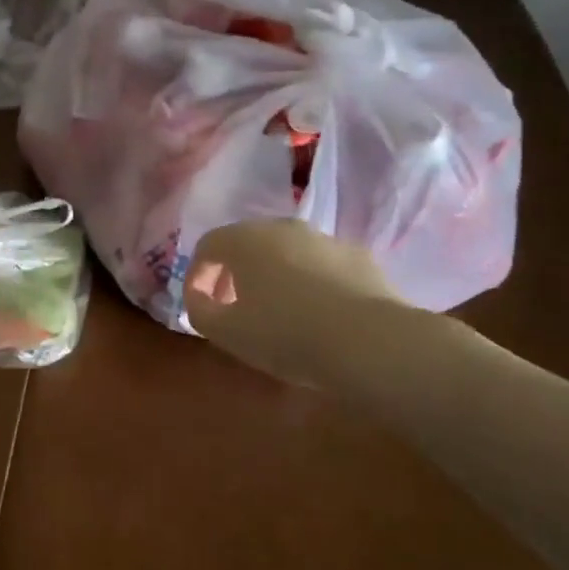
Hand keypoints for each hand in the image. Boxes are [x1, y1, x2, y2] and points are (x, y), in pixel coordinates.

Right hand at [182, 219, 402, 386]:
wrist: (371, 342)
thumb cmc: (285, 333)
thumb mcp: (226, 332)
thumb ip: (199, 311)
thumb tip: (199, 298)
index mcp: (244, 239)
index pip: (207, 247)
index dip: (197, 276)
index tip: (199, 305)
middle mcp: (282, 227)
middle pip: (246, 244)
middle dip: (234, 274)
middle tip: (233, 308)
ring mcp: (323, 239)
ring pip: (286, 253)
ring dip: (273, 276)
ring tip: (277, 313)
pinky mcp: (358, 257)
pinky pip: (320, 266)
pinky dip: (310, 283)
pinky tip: (317, 315)